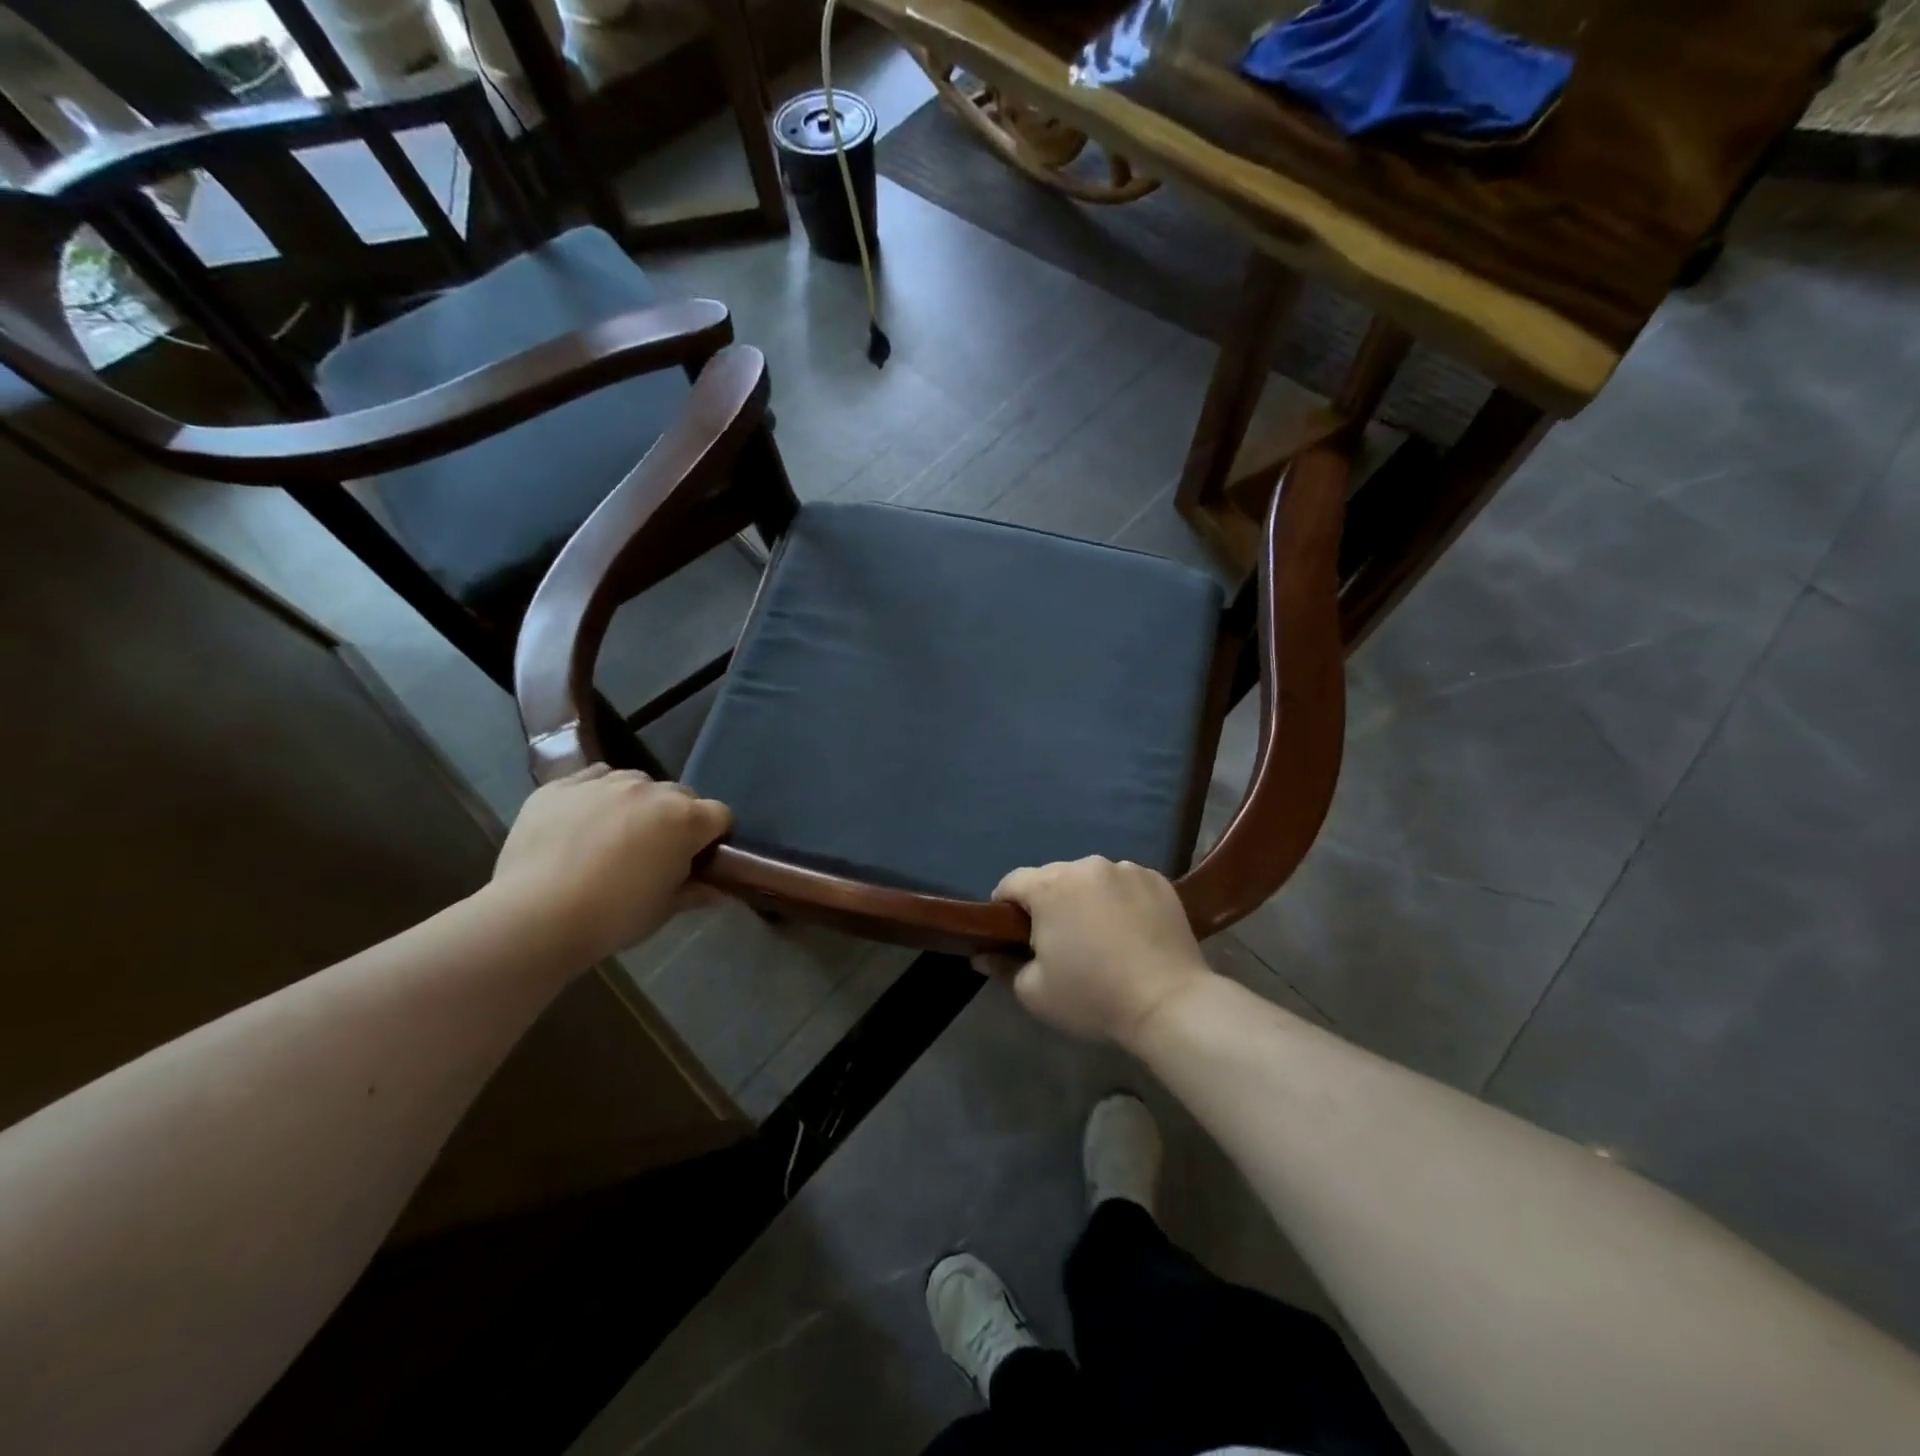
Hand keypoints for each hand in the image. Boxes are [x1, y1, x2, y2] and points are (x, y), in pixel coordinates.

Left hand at [489, 766, 731, 964]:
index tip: (699, 859)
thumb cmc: (614, 916)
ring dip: (636, 803)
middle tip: (656, 852)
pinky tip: (582, 824)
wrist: (536, 916)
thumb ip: (695, 892)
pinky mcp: (562, 785)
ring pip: (636, 782)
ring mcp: (605, 783)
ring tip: (615, 835)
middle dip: (676, 818)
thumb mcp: (664, 910)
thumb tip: (717, 892)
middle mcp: (651, 790)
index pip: (720, 815)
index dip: (714, 837)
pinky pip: (592, 779)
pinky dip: (596, 796)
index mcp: (685, 819)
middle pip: (679, 795)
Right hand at [984, 857, 1214, 1048]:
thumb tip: (981, 954)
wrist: (1169, 1002)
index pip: (1011, 883)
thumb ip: (1003, 966)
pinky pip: (1125, 884)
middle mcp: (1085, 866)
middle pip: (1053, 878)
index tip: (1014, 936)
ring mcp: (1125, 869)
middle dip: (1049, 903)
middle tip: (1060, 942)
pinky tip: (1131, 930)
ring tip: (1101, 936)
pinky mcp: (1157, 879)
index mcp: (1050, 886)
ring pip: (1091, 879)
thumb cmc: (1093, 996)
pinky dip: (1120, 900)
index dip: (1005, 908)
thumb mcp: (1035, 992)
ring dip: (1086, 899)